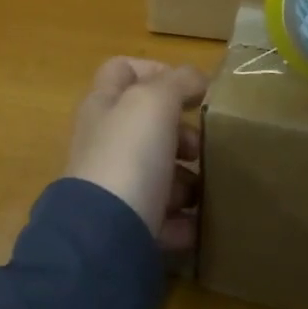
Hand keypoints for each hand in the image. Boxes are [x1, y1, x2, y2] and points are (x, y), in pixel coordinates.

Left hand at [67, 58, 207, 249]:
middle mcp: (104, 142)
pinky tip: (200, 222)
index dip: (155, 71)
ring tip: (204, 189)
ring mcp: (112, 186)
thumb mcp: (154, 102)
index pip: (122, 71)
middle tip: (201, 146)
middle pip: (146, 127)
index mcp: (103, 105)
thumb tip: (196, 78)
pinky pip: (162, 219)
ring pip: (157, 172)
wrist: (105, 237)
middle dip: (181, 133)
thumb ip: (177, 82)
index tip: (192, 90)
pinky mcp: (125, 226)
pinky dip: (183, 220)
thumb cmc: (128, 155)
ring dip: (186, 179)